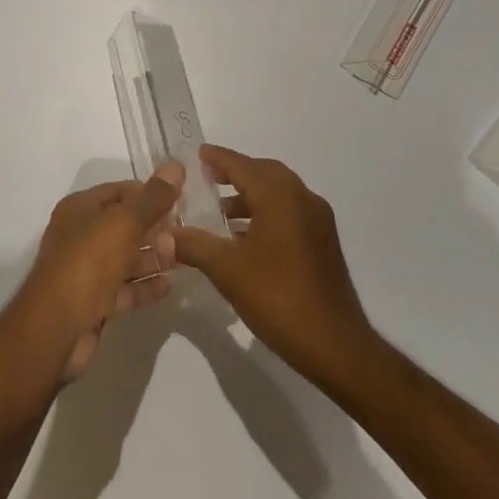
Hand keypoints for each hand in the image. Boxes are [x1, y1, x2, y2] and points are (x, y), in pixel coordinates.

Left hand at [8, 164, 182, 384]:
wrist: (56, 328)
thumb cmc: (88, 263)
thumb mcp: (123, 223)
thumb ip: (153, 198)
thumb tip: (176, 165)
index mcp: (80, 209)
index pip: (120, 191)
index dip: (150, 193)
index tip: (183, 199)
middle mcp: (80, 236)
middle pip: (124, 225)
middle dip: (155, 227)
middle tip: (188, 231)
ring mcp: (86, 271)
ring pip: (126, 257)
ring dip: (153, 257)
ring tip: (184, 257)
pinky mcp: (94, 302)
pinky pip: (125, 288)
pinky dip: (145, 285)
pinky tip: (171, 286)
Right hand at [169, 145, 375, 388]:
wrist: (334, 344)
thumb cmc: (278, 297)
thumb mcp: (227, 269)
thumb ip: (194, 245)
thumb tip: (164, 234)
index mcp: (280, 196)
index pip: (243, 165)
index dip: (218, 158)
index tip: (197, 154)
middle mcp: (303, 199)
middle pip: (264, 173)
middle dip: (236, 173)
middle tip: (207, 179)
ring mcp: (317, 222)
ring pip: (278, 195)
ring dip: (250, 197)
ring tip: (218, 213)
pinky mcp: (322, 243)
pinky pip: (289, 214)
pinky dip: (265, 214)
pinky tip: (242, 239)